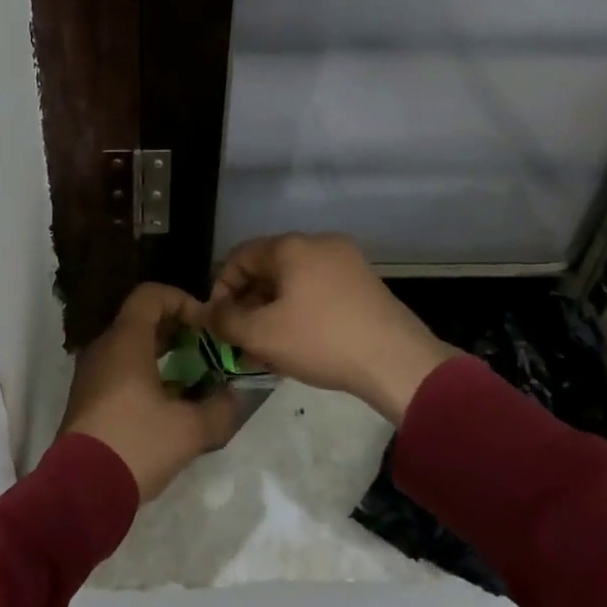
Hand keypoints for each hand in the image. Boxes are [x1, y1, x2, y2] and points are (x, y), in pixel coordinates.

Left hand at [61, 283, 240, 499]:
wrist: (81, 490)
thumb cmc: (137, 444)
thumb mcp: (190, 429)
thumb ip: (220, 408)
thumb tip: (233, 396)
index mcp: (125, 340)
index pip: (151, 294)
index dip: (182, 301)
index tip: (205, 327)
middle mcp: (104, 347)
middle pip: (142, 319)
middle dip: (178, 330)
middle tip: (206, 352)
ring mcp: (91, 373)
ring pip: (131, 347)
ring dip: (163, 355)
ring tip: (193, 379)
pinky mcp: (87, 399)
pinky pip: (120, 370)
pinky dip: (145, 375)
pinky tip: (168, 405)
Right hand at [206, 233, 455, 423]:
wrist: (397, 362)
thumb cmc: (321, 340)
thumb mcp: (262, 335)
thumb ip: (225, 321)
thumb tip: (210, 314)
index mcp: (292, 246)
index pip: (239, 256)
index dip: (221, 288)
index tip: (218, 322)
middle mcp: (319, 244)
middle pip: (268, 269)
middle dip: (248, 305)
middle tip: (240, 341)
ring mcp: (347, 263)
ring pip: (294, 284)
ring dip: (273, 313)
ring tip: (266, 352)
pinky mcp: (365, 285)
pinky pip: (318, 292)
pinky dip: (300, 313)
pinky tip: (297, 347)